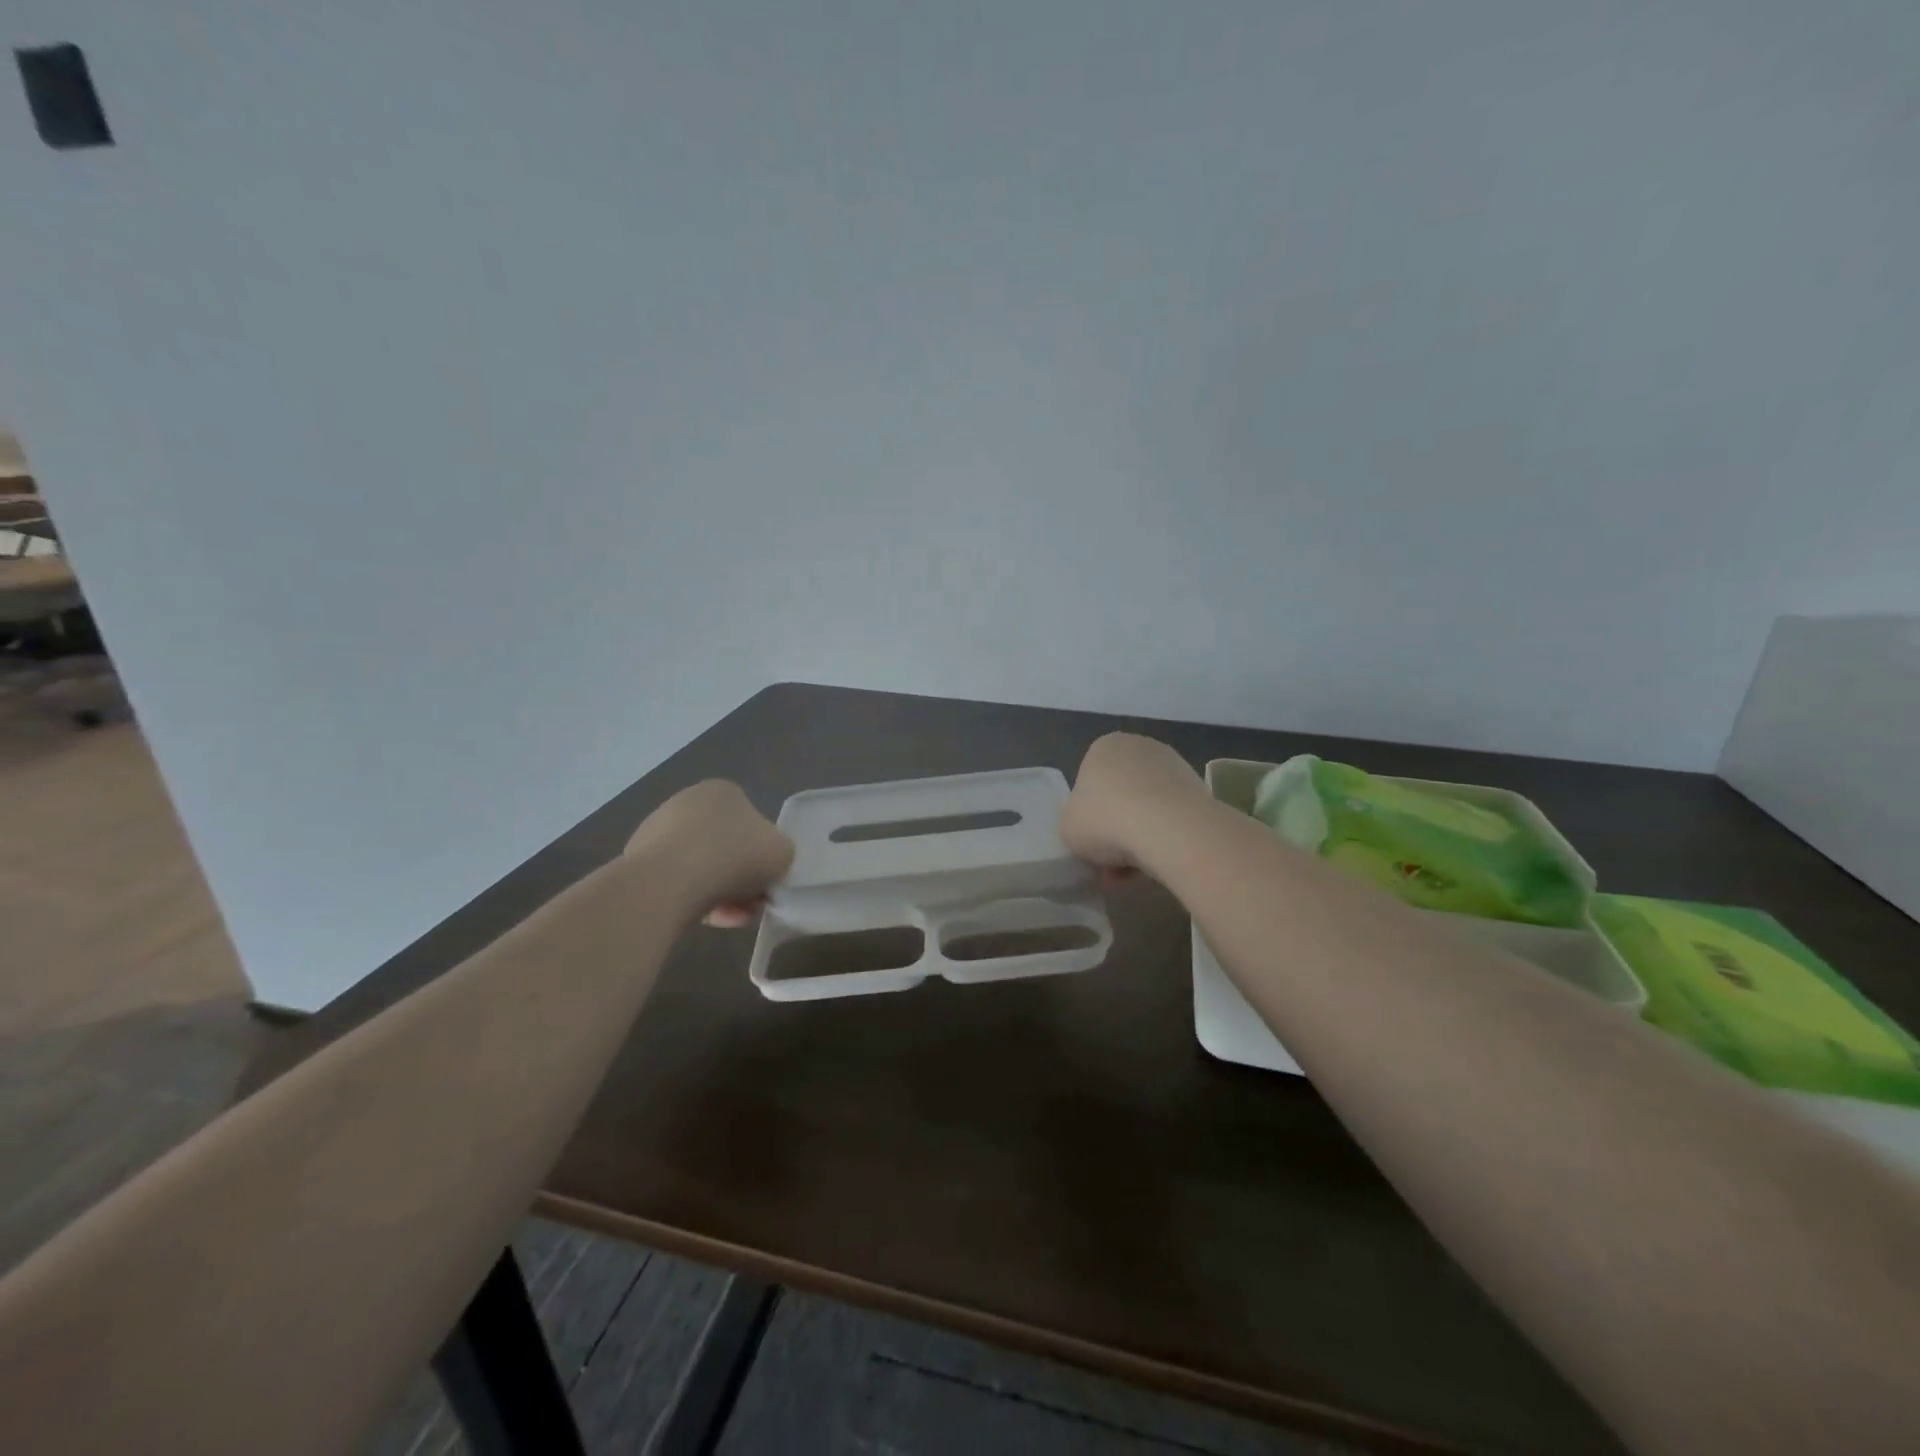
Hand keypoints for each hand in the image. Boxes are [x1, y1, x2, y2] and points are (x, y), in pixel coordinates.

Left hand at [624, 780, 793, 925]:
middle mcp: (687, 803)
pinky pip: (677, 883)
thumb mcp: (782, 852)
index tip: (766, 880)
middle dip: (740, 878)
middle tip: (751, 904)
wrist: (670, 882)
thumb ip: (780, 853)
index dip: (762, 854)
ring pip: (701, 868)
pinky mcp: (638, 862)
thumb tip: (766, 863)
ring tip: (731, 919)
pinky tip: (707, 921)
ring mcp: (657, 831)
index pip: (750, 821)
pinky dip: (694, 900)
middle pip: (725, 847)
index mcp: (722, 791)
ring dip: (721, 893)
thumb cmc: (734, 856)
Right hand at [1061, 733, 1205, 877]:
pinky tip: (1157, 867)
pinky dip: (1164, 841)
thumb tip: (1092, 834)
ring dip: (1138, 841)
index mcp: (1103, 747)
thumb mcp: (1067, 828)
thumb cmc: (1105, 820)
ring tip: (1133, 876)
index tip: (1090, 845)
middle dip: (1115, 832)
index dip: (1087, 818)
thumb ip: (1074, 825)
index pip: (1088, 783)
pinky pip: (1172, 819)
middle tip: (1110, 867)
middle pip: (1120, 797)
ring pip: (1147, 810)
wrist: (1169, 828)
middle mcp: (1139, 747)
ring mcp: (1174, 766)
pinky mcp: (1200, 790)